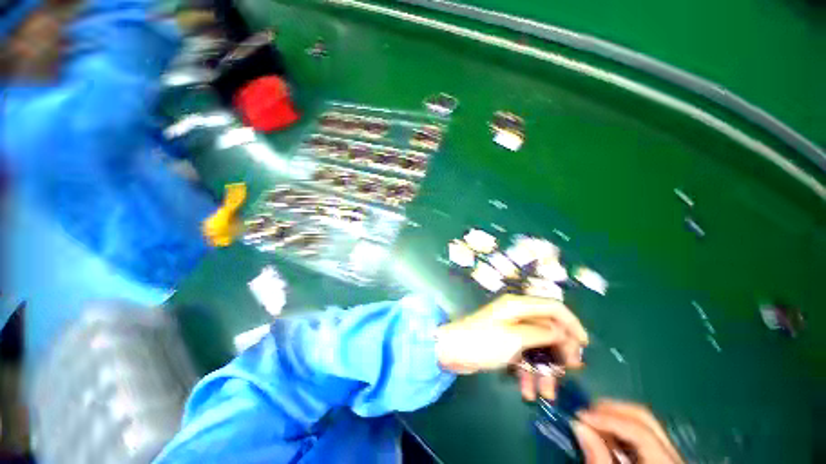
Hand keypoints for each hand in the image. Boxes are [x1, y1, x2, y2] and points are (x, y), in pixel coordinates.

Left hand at [434, 295, 587, 399]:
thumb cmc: (483, 341)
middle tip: (569, 372)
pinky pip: (523, 355)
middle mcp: (516, 314)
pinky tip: (527, 391)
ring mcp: (510, 329)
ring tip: (546, 392)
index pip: (553, 306)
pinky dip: (527, 372)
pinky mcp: (504, 343)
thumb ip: (541, 332)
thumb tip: (561, 331)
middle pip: (548, 328)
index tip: (584, 345)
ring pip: (537, 346)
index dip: (571, 323)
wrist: (451, 351)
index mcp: (518, 305)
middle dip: (560, 351)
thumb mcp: (515, 337)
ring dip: (544, 369)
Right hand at [572, 400, 683, 462]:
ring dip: (614, 417)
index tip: (578, 415)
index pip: (640, 431)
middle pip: (645, 419)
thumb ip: (599, 460)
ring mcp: (670, 457)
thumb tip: (578, 424)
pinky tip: (604, 434)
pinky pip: (642, 435)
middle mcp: (674, 457)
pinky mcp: (662, 459)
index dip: (608, 418)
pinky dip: (620, 429)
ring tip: (590, 420)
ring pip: (644, 423)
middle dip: (611, 410)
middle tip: (584, 411)